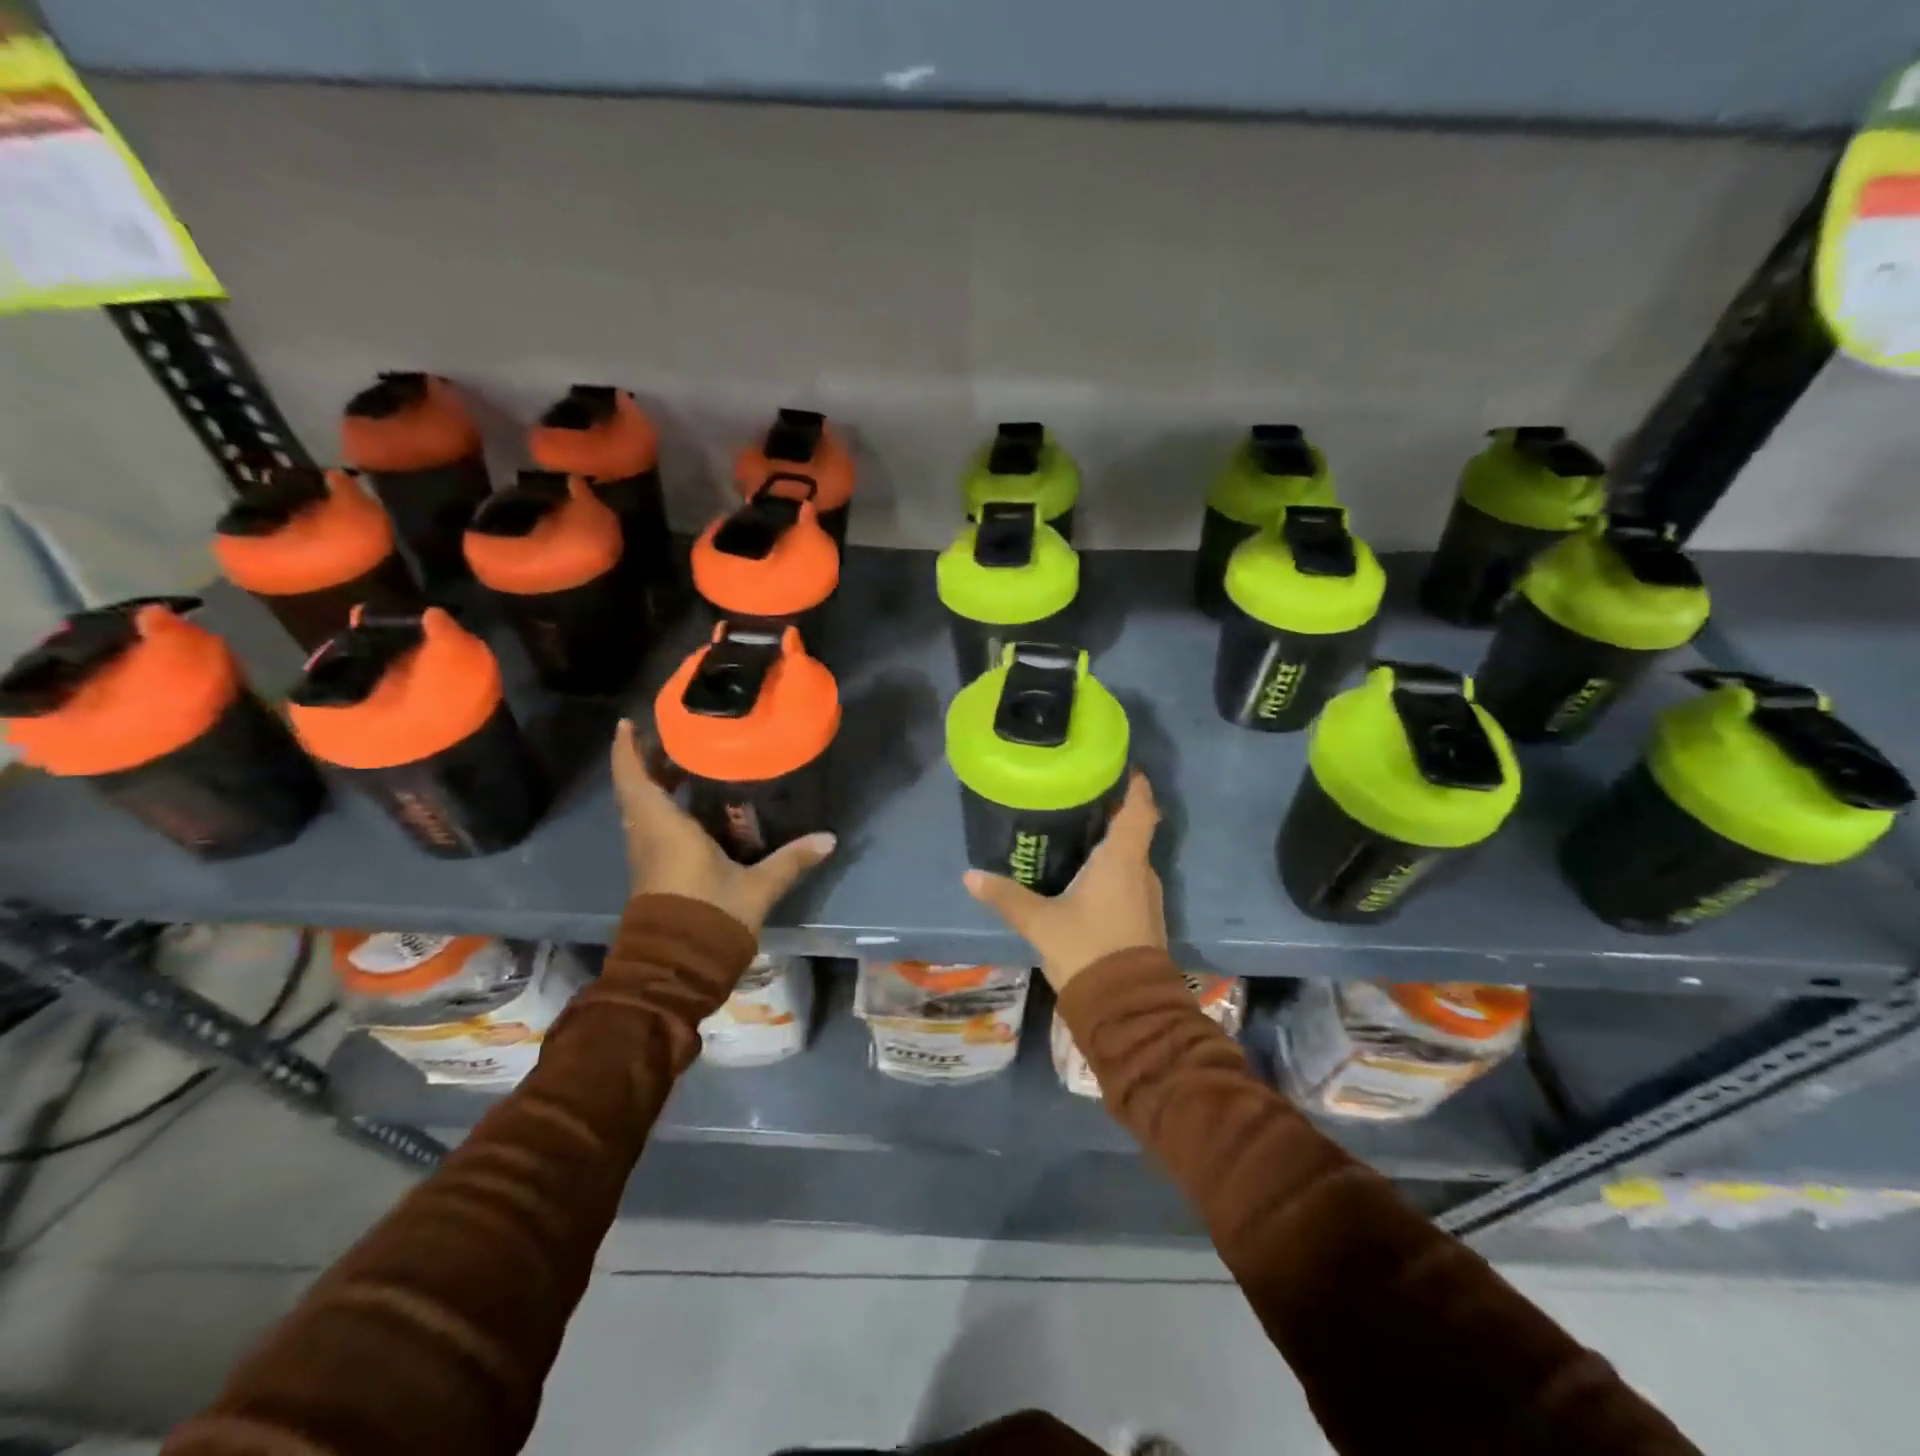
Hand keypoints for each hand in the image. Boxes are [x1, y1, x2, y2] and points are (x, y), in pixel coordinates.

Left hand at [611, 719, 835, 933]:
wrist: (675, 971)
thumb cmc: (709, 917)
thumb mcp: (756, 887)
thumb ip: (791, 860)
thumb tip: (829, 839)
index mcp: (663, 828)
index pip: (634, 779)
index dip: (628, 749)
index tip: (629, 722)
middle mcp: (647, 836)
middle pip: (637, 789)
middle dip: (650, 761)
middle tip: (676, 738)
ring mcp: (647, 856)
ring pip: (643, 809)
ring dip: (656, 785)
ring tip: (687, 764)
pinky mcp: (653, 873)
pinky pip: (652, 827)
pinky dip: (664, 807)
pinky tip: (693, 807)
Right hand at [963, 770, 1165, 991]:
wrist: (1126, 1007)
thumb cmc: (1087, 949)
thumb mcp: (1040, 922)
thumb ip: (1006, 897)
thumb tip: (970, 876)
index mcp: (1121, 860)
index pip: (1139, 809)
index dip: (1134, 786)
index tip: (1120, 767)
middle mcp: (1141, 871)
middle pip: (1134, 830)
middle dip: (1113, 811)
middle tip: (1080, 796)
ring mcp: (1147, 897)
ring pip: (1131, 857)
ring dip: (1112, 843)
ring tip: (1078, 831)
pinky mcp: (1144, 919)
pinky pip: (1130, 879)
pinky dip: (1112, 868)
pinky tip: (1086, 874)